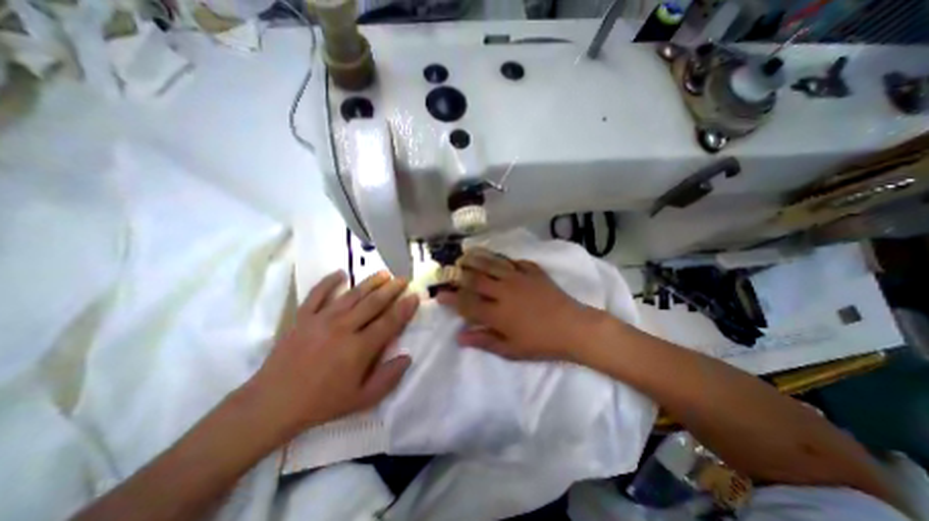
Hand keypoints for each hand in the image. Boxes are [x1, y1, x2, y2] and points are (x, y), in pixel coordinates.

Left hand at [246, 271, 421, 441]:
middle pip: (373, 303)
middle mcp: (343, 328)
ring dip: (370, 282)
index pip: (389, 322)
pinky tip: (340, 273)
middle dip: (392, 289)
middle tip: (403, 279)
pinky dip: (328, 282)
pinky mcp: (302, 318)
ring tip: (384, 273)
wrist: (272, 404)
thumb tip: (407, 357)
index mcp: (359, 348)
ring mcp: (321, 320)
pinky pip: (317, 294)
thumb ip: (388, 378)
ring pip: (352, 295)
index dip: (404, 308)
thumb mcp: (361, 400)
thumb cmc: (321, 403)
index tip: (414, 296)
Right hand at [440, 249, 607, 362]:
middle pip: (475, 278)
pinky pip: (513, 261)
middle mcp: (504, 291)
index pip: (467, 303)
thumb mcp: (511, 349)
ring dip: (475, 259)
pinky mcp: (532, 271)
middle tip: (447, 270)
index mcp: (498, 313)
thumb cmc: (541, 342)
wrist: (573, 327)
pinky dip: (502, 258)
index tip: (440, 295)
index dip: (451, 299)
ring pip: (491, 264)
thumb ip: (484, 341)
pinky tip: (495, 257)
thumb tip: (459, 337)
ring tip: (464, 255)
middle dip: (458, 274)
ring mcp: (519, 278)